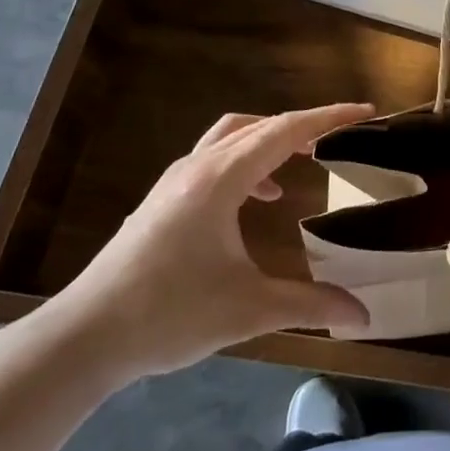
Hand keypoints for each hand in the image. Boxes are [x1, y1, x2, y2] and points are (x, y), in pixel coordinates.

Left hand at [44, 104, 372, 386]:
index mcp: (221, 179)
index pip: (286, 131)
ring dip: (270, 138)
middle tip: (340, 136)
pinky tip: (256, 200)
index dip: (329, 117)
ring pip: (232, 135)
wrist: (83, 338)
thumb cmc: (168, 314)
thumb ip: (310, 304)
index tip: (365, 112)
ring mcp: (175, 180)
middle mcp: (198, 167)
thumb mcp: (248, 309)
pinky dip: (246, 161)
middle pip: (261, 125)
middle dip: (304, 124)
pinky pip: (215, 157)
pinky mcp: (162, 199)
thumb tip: (363, 316)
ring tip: (300, 160)